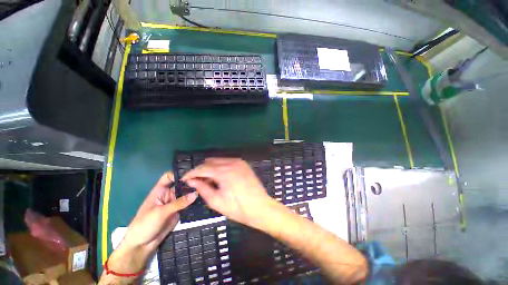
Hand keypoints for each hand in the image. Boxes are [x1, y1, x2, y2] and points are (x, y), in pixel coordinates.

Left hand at [114, 172, 197, 269]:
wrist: (141, 245)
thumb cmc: (145, 225)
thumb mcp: (161, 212)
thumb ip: (179, 203)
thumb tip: (196, 193)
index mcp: (160, 191)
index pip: (169, 177)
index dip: (179, 174)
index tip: (192, 175)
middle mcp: (168, 195)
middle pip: (180, 185)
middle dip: (191, 183)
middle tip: (205, 182)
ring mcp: (174, 204)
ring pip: (186, 194)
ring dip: (194, 193)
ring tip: (207, 190)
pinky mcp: (179, 212)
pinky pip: (188, 204)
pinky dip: (194, 202)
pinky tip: (204, 200)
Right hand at [182, 158, 273, 227]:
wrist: (260, 207)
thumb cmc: (238, 208)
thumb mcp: (216, 201)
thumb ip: (202, 188)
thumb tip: (191, 181)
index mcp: (224, 171)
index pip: (202, 168)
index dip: (191, 173)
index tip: (184, 179)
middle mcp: (232, 162)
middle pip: (210, 161)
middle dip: (201, 170)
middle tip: (197, 181)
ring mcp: (239, 162)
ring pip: (219, 160)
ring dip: (211, 168)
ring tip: (208, 180)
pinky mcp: (244, 164)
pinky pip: (228, 161)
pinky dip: (221, 166)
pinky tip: (220, 177)